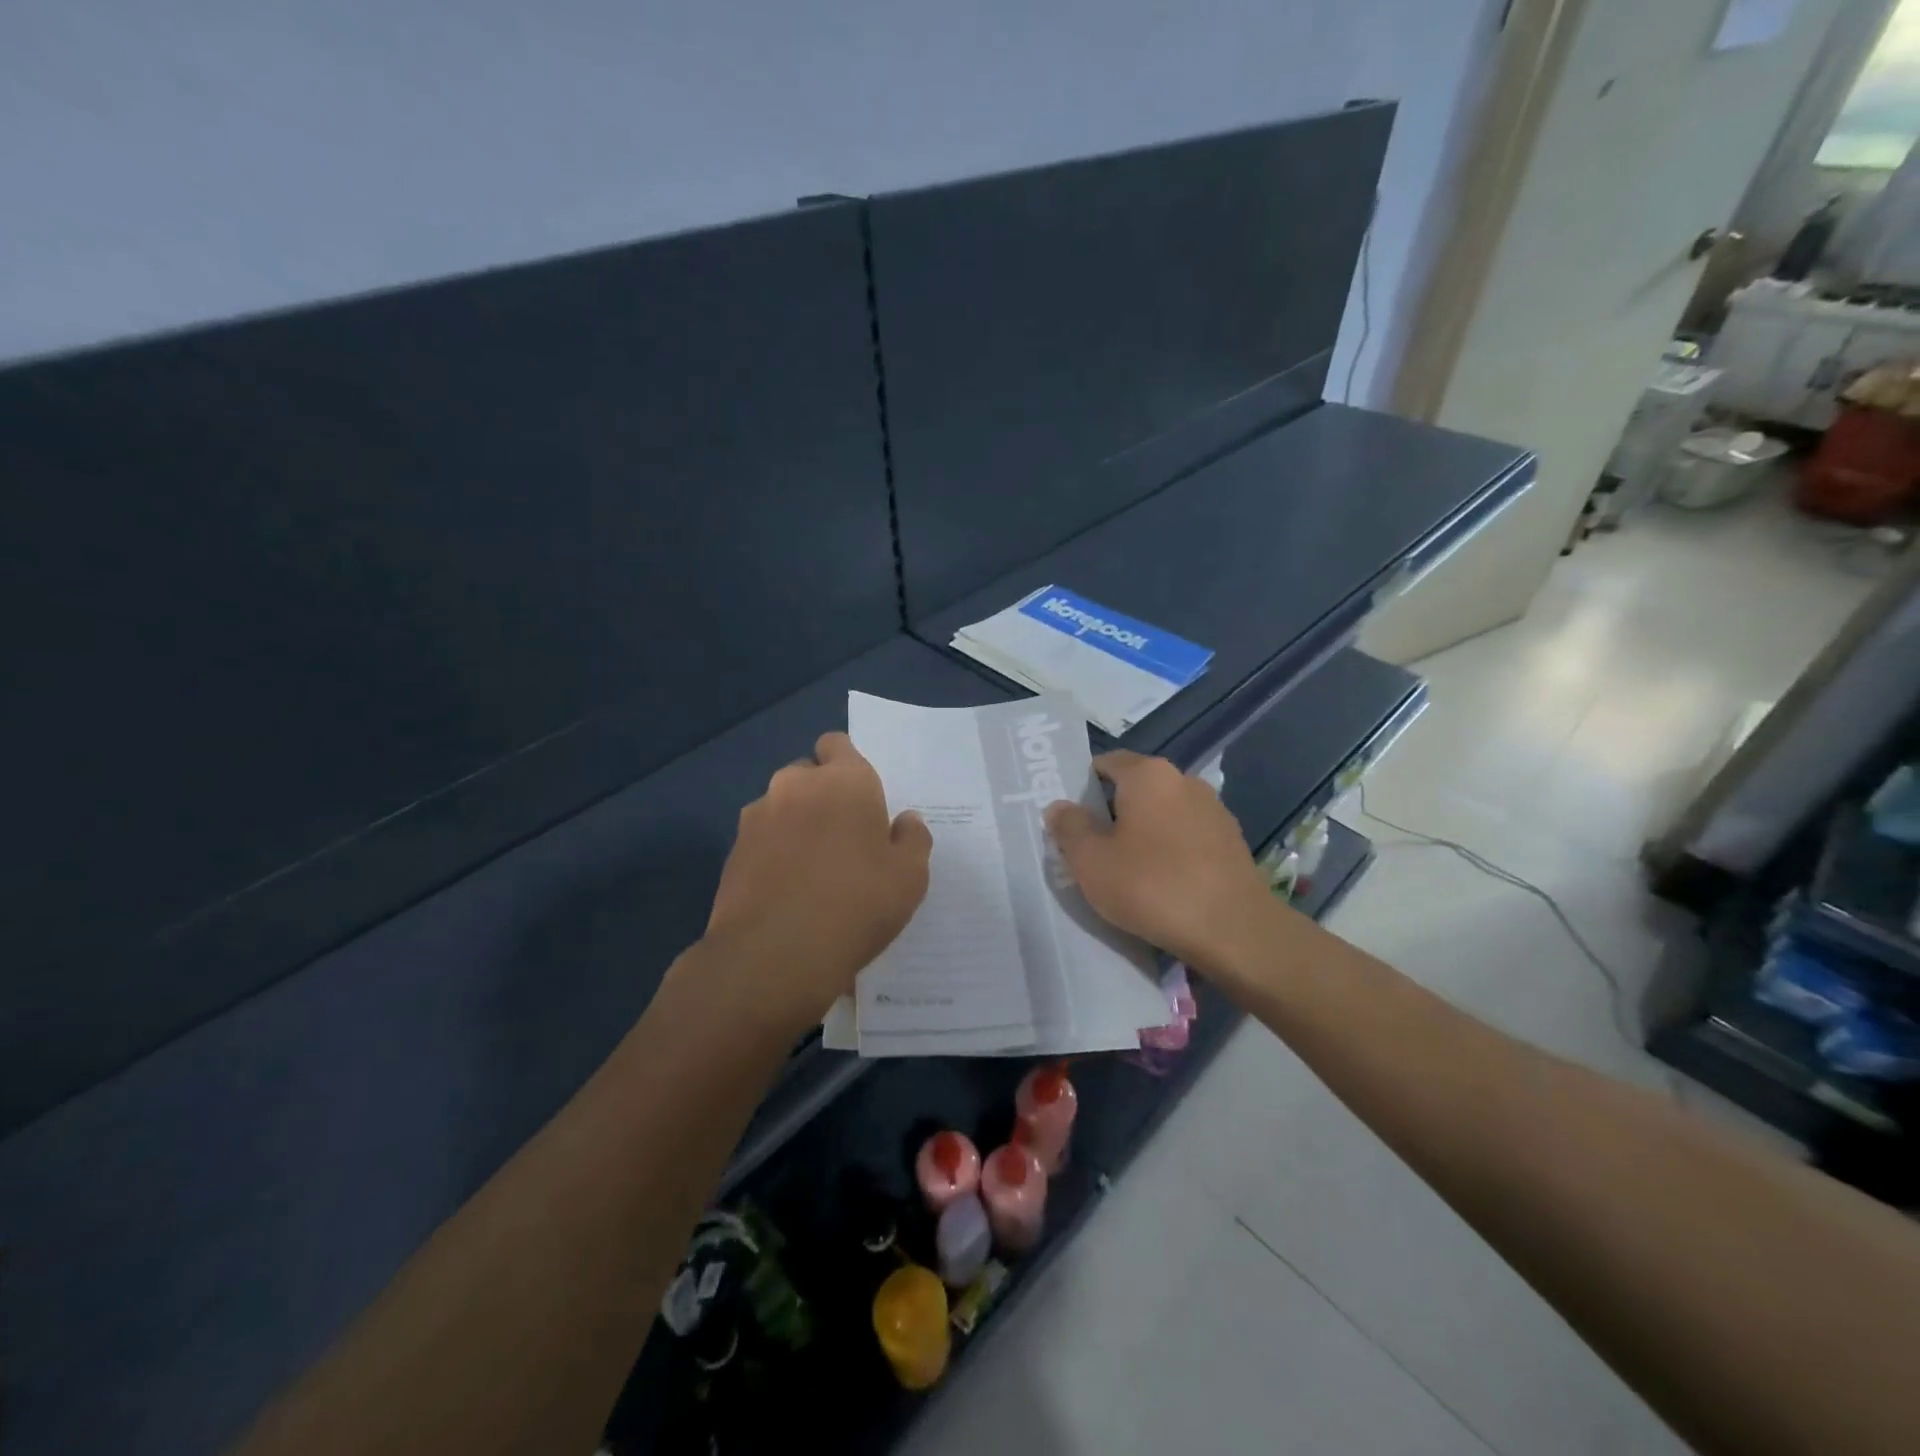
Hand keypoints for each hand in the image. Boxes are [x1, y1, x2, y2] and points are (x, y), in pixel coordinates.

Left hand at [696, 733, 931, 1035]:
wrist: (774, 955)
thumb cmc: (857, 905)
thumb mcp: (910, 876)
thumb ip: (913, 838)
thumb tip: (904, 821)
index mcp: (844, 780)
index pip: (837, 744)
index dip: (847, 765)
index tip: (860, 799)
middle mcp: (795, 785)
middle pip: (808, 774)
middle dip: (822, 795)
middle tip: (843, 839)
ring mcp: (757, 816)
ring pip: (781, 807)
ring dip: (795, 824)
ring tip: (811, 870)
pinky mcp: (733, 850)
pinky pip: (761, 839)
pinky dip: (773, 853)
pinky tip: (786, 891)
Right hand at [1045, 750, 1279, 977]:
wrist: (1234, 930)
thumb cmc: (1152, 886)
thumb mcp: (1091, 862)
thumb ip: (1069, 828)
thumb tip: (1060, 806)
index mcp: (1148, 774)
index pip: (1105, 763)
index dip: (1081, 787)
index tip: (1069, 820)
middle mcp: (1184, 780)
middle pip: (1135, 788)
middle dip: (1111, 813)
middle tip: (1090, 849)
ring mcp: (1213, 810)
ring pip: (1162, 814)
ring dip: (1142, 834)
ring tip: (1126, 871)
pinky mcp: (1232, 841)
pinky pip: (1186, 836)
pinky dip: (1170, 851)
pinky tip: (1162, 884)